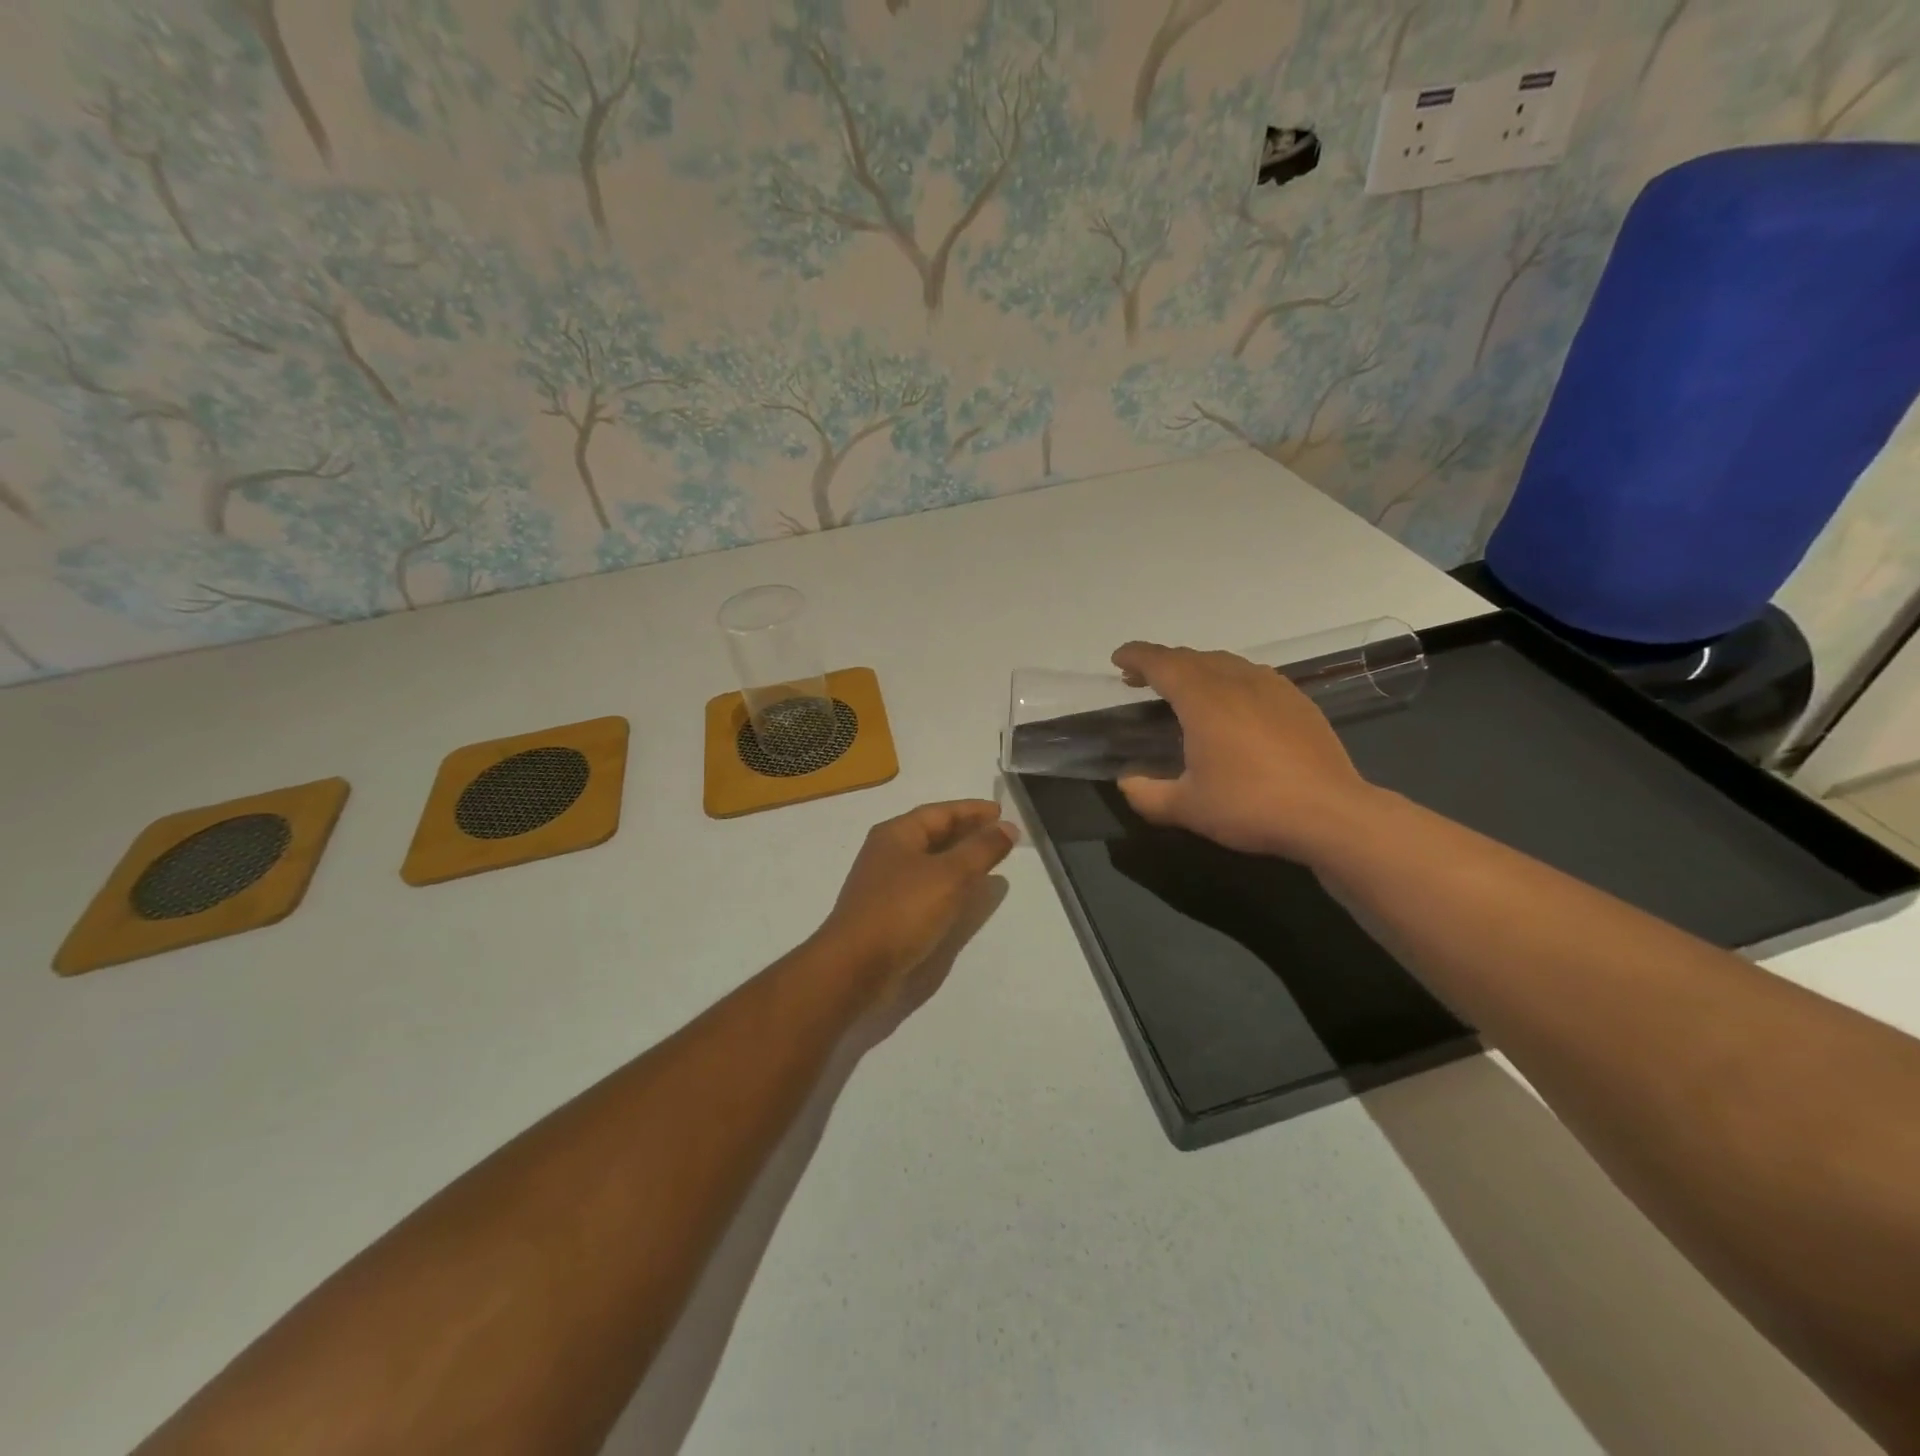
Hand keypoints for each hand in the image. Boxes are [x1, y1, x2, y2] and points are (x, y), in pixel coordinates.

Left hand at [812, 800, 1013, 1002]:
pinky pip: (924, 886)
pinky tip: (962, 895)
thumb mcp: (950, 875)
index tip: (1002, 812)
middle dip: (967, 833)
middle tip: (1000, 836)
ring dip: (958, 859)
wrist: (854, 966)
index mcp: (896, 833)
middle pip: (933, 833)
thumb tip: (1008, 827)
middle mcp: (887, 852)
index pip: (940, 812)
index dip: (972, 810)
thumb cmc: (903, 910)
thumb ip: (981, 849)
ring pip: (929, 861)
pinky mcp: (887, 912)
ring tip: (988, 862)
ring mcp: (884, 883)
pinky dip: (947, 883)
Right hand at [1110, 642, 1376, 862]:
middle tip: (1140, 679)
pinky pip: (1252, 676)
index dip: (1136, 656)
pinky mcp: (1297, 701)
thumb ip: (1147, 794)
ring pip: (1225, 663)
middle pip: (1192, 658)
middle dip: (1162, 663)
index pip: (1162, 663)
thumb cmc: (1250, 806)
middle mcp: (1236, 681)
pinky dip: (1228, 679)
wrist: (1330, 813)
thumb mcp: (1187, 808)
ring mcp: (1272, 687)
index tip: (1118, 658)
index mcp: (1203, 698)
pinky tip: (1231, 704)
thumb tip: (1127, 782)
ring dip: (1196, 669)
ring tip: (1183, 689)